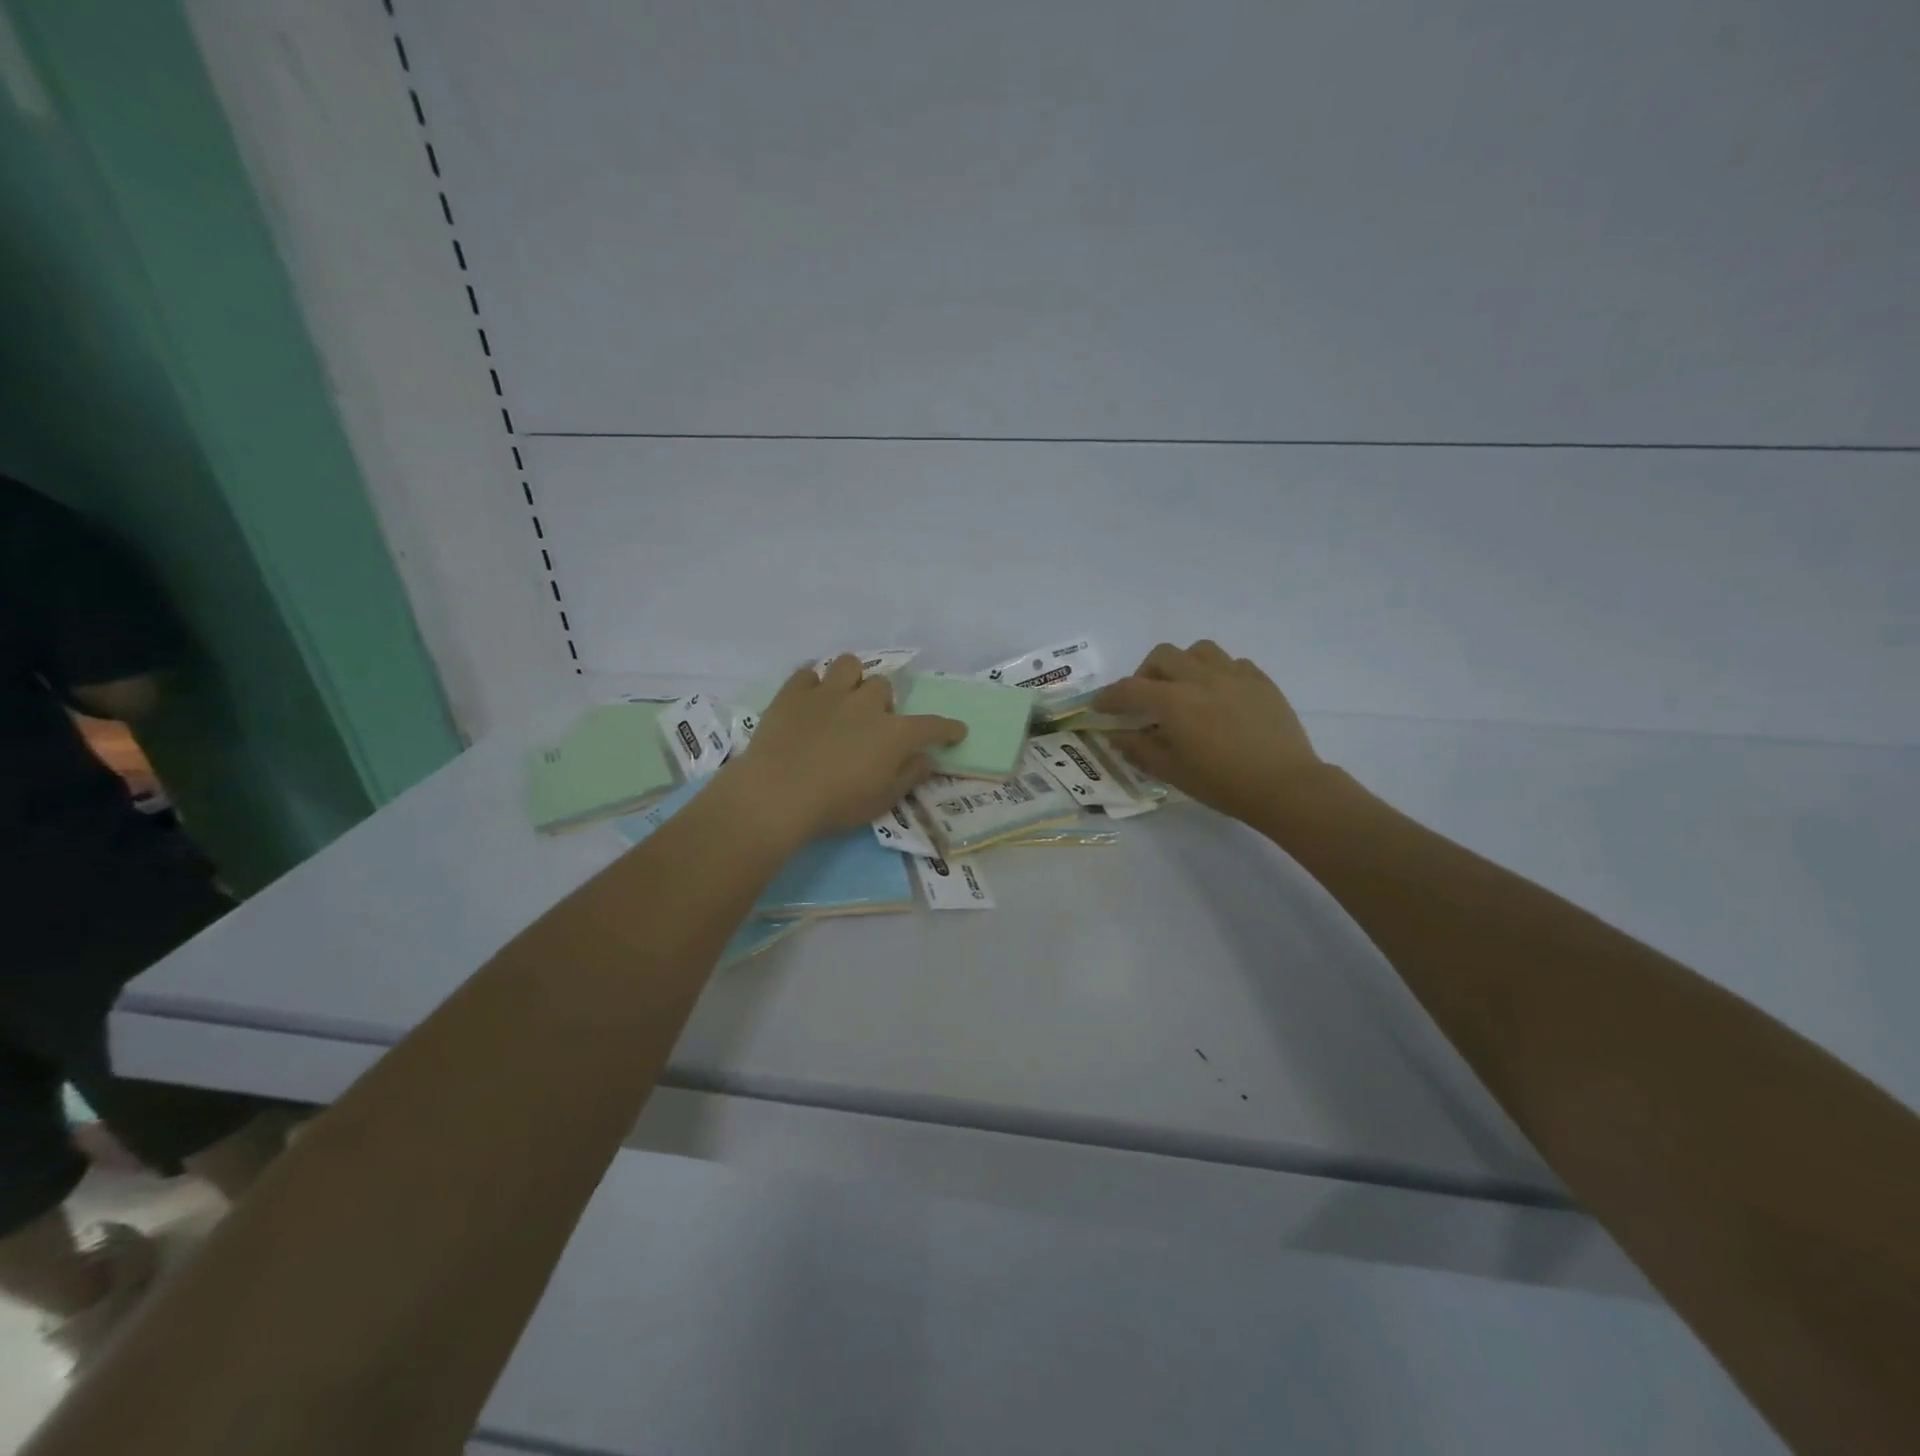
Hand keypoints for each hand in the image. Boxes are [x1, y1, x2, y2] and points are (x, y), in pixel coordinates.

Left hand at [728, 655, 964, 842]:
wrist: (777, 795)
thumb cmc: (836, 805)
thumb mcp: (882, 800)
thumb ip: (909, 776)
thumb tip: (926, 759)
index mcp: (893, 734)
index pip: (931, 725)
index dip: (947, 728)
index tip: (956, 731)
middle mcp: (865, 704)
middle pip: (884, 686)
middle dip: (884, 703)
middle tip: (873, 725)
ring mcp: (827, 693)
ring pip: (849, 665)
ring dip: (852, 679)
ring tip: (844, 699)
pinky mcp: (792, 693)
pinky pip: (808, 674)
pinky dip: (812, 685)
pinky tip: (809, 702)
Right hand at [1094, 641, 1324, 821]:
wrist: (1284, 786)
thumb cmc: (1222, 783)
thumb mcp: (1171, 771)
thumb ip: (1138, 748)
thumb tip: (1116, 734)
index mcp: (1173, 702)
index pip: (1128, 689)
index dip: (1108, 697)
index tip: (1099, 707)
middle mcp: (1200, 678)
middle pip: (1162, 656)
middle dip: (1145, 674)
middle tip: (1145, 699)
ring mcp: (1233, 674)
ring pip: (1198, 649)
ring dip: (1183, 664)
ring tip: (1184, 688)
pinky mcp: (1260, 680)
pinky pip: (1231, 663)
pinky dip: (1216, 673)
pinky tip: (1219, 696)